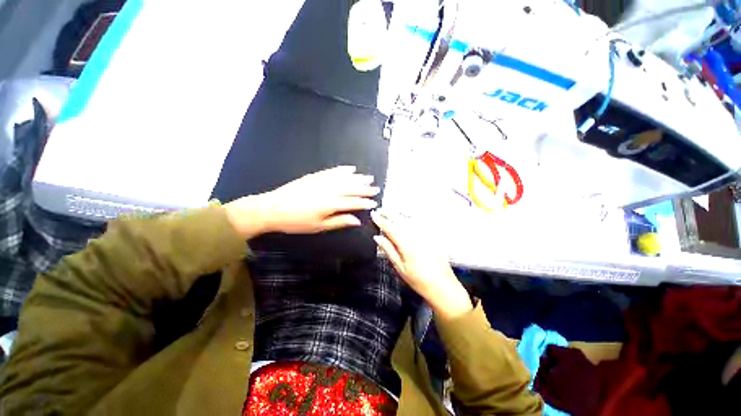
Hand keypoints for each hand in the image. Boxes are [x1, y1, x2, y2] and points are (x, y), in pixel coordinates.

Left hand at [224, 166, 378, 238]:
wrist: (272, 208)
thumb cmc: (296, 221)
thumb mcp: (319, 226)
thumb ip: (339, 221)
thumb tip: (356, 220)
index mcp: (331, 204)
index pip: (353, 202)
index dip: (365, 202)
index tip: (373, 202)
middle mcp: (329, 190)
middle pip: (351, 188)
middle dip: (365, 188)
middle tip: (376, 188)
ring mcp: (322, 181)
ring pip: (344, 178)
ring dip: (358, 178)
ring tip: (368, 177)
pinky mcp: (315, 176)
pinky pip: (332, 171)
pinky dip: (342, 170)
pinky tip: (350, 169)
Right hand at [371, 211, 472, 319]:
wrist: (443, 285)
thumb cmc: (419, 280)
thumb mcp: (400, 268)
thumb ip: (389, 250)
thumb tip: (377, 237)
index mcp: (406, 244)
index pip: (390, 227)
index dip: (380, 220)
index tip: (373, 214)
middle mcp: (416, 235)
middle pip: (400, 220)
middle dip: (388, 213)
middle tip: (380, 209)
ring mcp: (426, 234)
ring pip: (410, 218)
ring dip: (399, 213)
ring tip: (391, 210)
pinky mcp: (433, 235)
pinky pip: (421, 220)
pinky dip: (412, 215)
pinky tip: (408, 214)